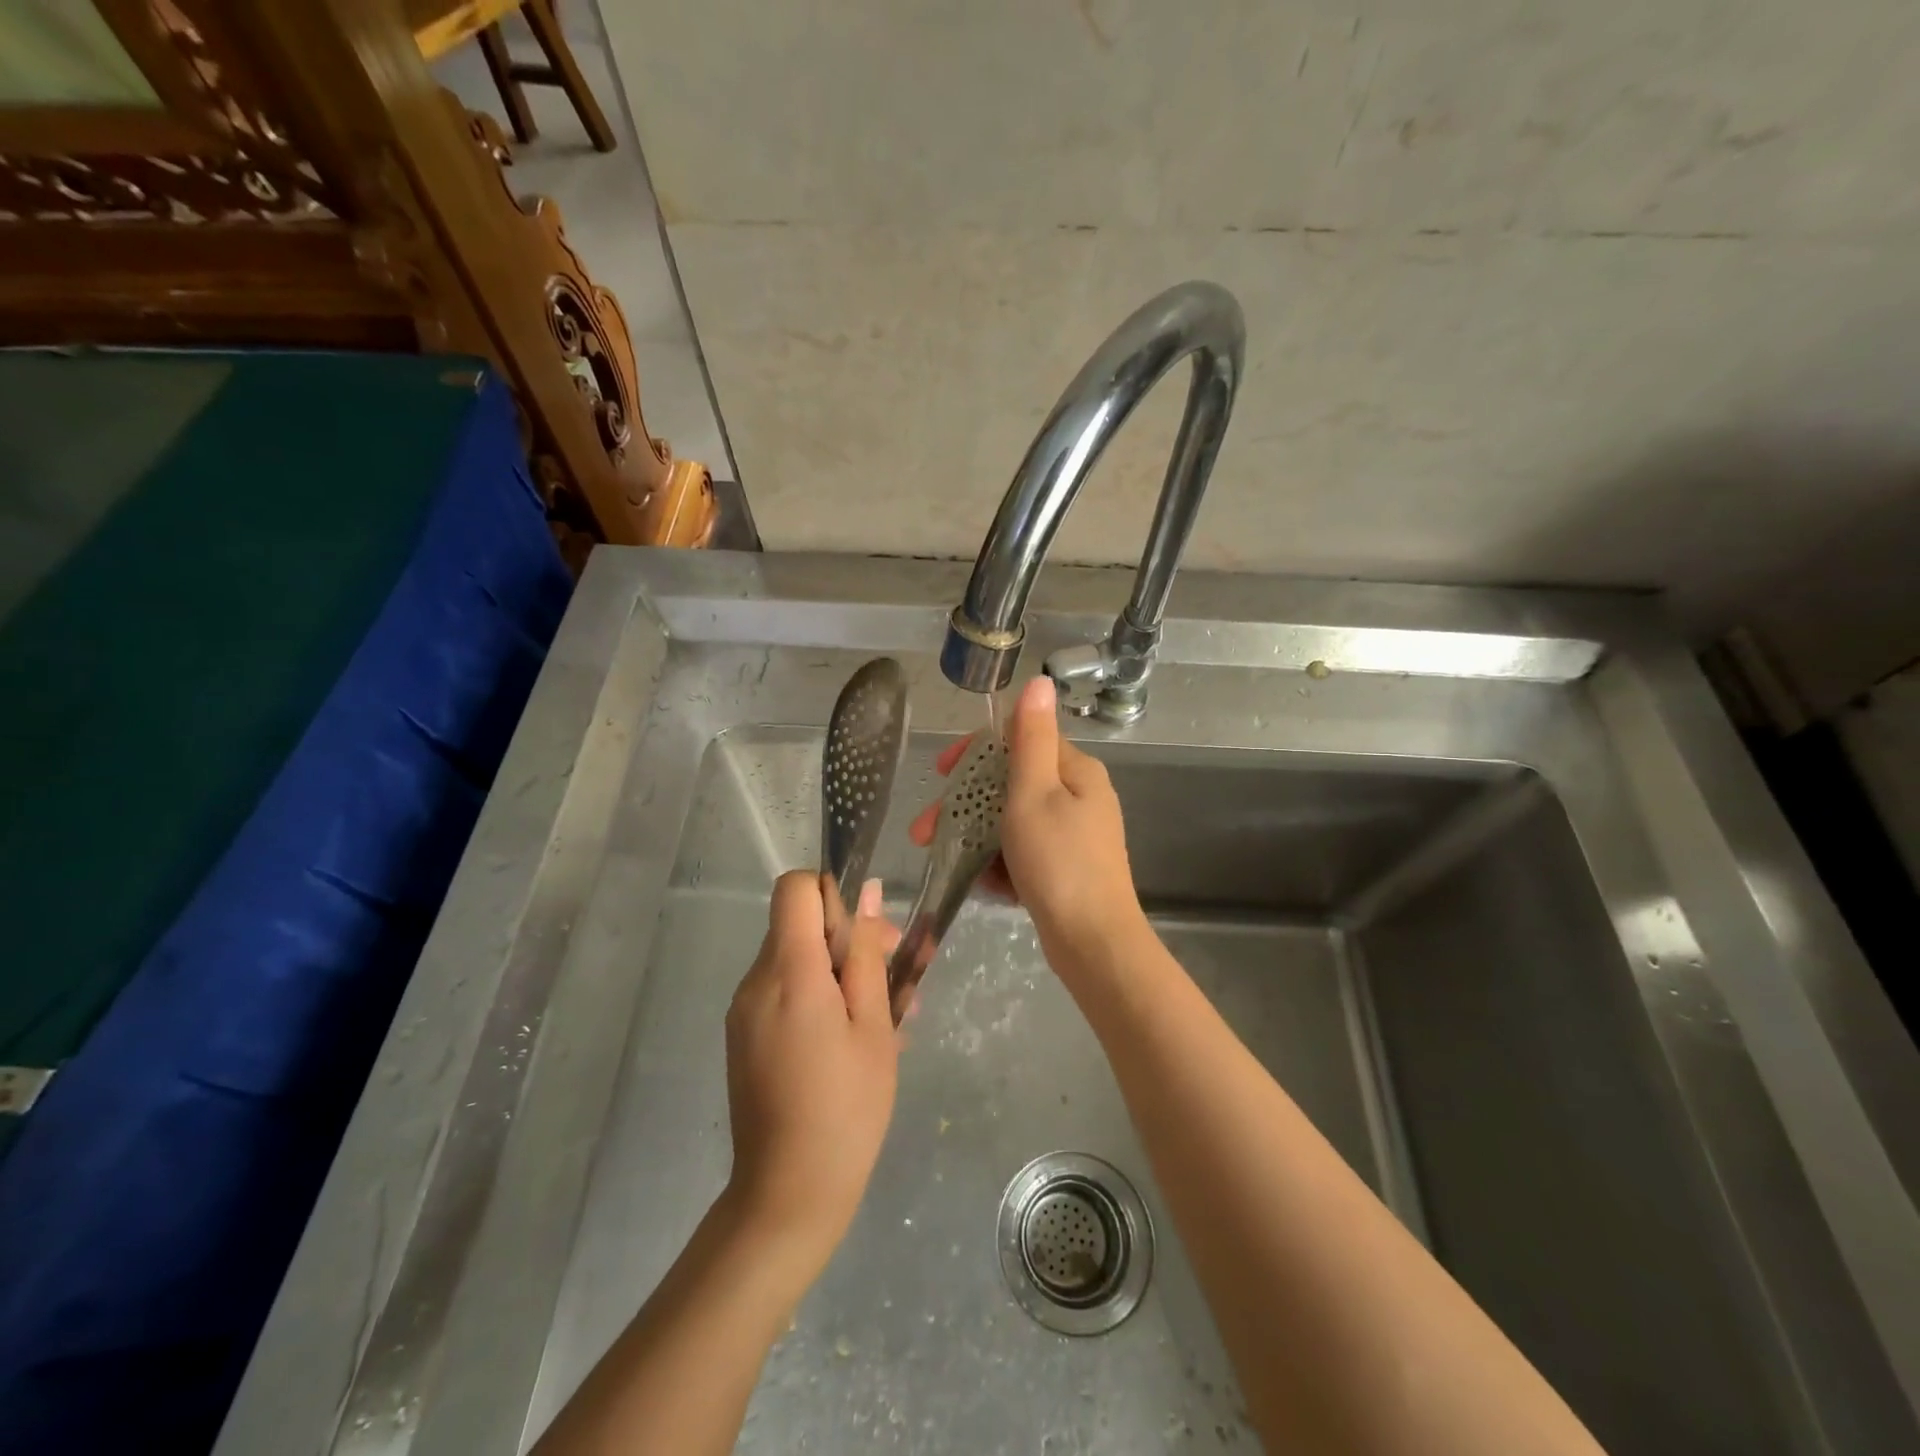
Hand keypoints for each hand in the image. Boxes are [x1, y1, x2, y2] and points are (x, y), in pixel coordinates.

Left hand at [723, 872, 899, 1275]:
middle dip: (847, 937)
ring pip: (795, 959)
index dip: (833, 893)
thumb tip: (869, 894)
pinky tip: (853, 1039)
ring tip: (884, 1017)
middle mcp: (755, 980)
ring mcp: (744, 1010)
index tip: (865, 931)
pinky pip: (783, 992)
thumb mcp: (873, 1023)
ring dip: (839, 972)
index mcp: (788, 970)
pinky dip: (818, 997)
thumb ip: (866, 952)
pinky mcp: (743, 1036)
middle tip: (895, 977)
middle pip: (798, 924)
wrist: (788, 1193)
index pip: (796, 887)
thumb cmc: (847, 1105)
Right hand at [909, 676, 1142, 964]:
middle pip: (1011, 786)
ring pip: (1013, 822)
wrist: (1094, 945)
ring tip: (945, 860)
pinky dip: (1001, 864)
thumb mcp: (1036, 793)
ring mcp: (1073, 836)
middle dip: (965, 806)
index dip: (976, 754)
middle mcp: (1078, 797)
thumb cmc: (1059, 863)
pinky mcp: (1065, 870)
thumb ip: (1031, 738)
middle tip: (925, 832)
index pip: (1020, 742)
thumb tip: (1041, 679)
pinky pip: (1024, 853)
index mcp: (1076, 772)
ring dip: (976, 837)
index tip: (941, 774)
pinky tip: (984, 884)